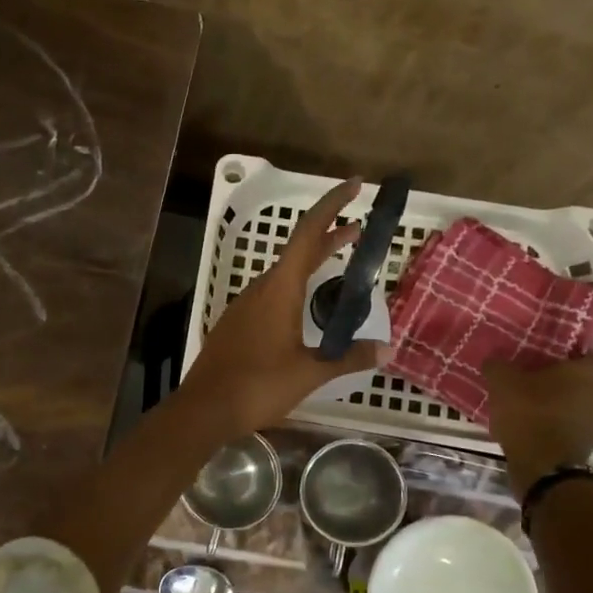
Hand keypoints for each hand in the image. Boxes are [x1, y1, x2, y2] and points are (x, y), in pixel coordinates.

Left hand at [182, 178, 386, 434]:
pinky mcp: (237, 324)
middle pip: (298, 250)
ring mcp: (245, 306)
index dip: (333, 205)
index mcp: (280, 289)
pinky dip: (296, 285)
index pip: (309, 233)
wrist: (205, 408)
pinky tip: (306, 305)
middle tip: (359, 227)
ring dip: (312, 261)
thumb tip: (387, 349)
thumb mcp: (310, 373)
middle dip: (329, 234)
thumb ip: (348, 357)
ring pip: (284, 272)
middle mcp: (260, 289)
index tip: (356, 184)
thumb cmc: (259, 386)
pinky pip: (271, 293)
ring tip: (339, 261)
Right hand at [483, 355, 592, 490]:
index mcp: (586, 374)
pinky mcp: (591, 449)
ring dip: (575, 411)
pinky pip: (580, 433)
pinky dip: (567, 432)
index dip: (575, 362)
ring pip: (592, 411)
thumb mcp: (502, 383)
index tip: (554, 367)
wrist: (543, 464)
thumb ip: (499, 367)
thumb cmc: (528, 413)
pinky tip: (543, 434)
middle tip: (553, 389)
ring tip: (546, 414)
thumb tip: (494, 361)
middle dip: (581, 388)